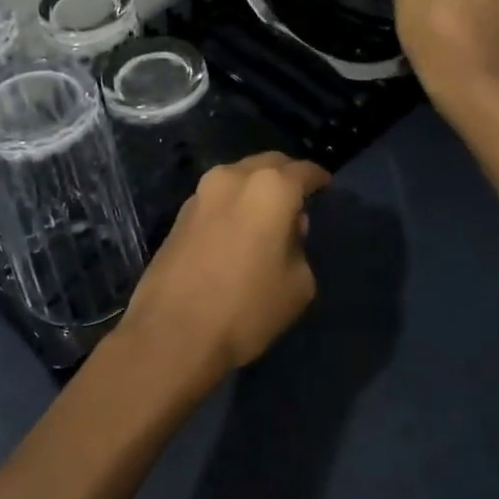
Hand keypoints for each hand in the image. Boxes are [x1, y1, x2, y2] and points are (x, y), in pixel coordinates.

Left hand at [121, 152, 330, 376]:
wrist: (172, 333)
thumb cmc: (246, 308)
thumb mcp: (298, 284)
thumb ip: (300, 246)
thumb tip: (287, 231)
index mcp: (270, 188)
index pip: (304, 171)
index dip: (319, 178)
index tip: (327, 186)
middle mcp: (233, 178)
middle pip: (268, 165)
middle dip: (286, 176)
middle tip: (299, 198)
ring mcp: (200, 193)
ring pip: (239, 178)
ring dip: (256, 189)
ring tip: (268, 216)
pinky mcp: (179, 215)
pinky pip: (217, 198)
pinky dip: (234, 204)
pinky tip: (239, 229)